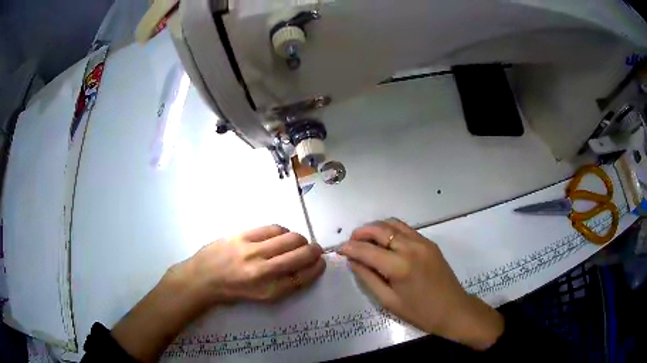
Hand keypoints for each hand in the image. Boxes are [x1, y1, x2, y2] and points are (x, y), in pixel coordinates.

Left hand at [111, 225, 324, 361]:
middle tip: (314, 250)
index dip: (317, 267)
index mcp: (269, 291)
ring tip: (297, 241)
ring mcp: (252, 251)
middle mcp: (264, 271)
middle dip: (314, 251)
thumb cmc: (232, 292)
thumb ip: (283, 284)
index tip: (321, 262)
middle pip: (301, 255)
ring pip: (290, 238)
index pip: (304, 276)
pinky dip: (283, 231)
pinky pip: (273, 228)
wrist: (201, 279)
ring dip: (300, 239)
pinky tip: (281, 235)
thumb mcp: (260, 297)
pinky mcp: (242, 236)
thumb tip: (303, 267)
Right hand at [338, 219, 503, 350]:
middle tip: (350, 242)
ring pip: (393, 224)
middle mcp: (411, 248)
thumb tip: (353, 261)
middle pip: (379, 229)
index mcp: (399, 267)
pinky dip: (390, 230)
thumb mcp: (389, 301)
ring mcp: (422, 242)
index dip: (350, 248)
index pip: (367, 250)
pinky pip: (405, 229)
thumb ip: (368, 278)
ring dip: (375, 228)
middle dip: (361, 233)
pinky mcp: (430, 242)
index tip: (339, 249)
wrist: (453, 310)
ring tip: (365, 239)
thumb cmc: (420, 312)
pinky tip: (385, 241)